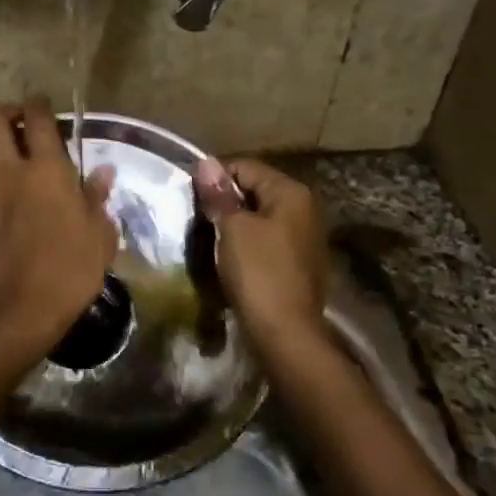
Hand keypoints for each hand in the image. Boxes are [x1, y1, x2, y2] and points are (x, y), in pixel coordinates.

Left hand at [0, 99, 116, 359]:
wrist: (22, 310)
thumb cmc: (70, 272)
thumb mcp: (100, 236)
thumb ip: (97, 199)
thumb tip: (102, 173)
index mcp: (47, 171)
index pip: (38, 121)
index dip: (39, 104)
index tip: (42, 104)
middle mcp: (9, 172)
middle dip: (1, 111)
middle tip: (12, 119)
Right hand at [193, 158, 328, 345]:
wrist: (285, 333)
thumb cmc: (258, 273)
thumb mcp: (233, 229)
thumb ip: (219, 195)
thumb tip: (206, 162)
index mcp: (291, 193)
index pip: (246, 167)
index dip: (215, 177)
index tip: (190, 196)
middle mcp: (304, 208)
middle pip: (255, 190)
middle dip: (225, 201)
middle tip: (197, 217)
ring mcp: (304, 237)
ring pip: (260, 216)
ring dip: (235, 223)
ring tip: (209, 237)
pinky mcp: (299, 262)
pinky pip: (267, 240)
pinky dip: (247, 242)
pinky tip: (230, 257)